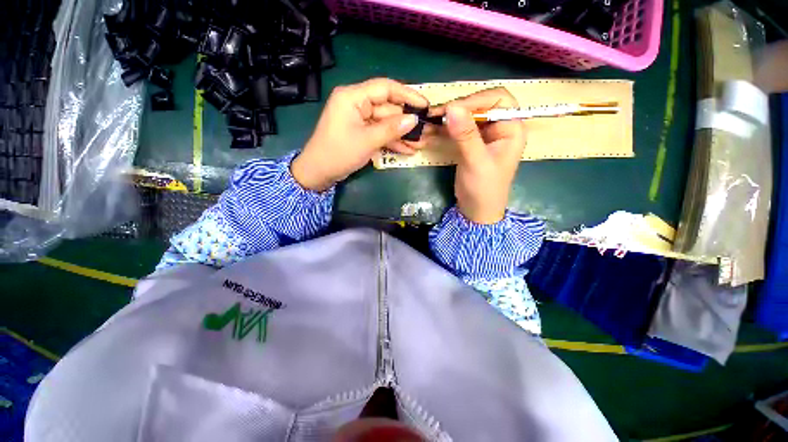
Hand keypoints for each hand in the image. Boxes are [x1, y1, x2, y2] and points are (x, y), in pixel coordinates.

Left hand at [291, 78, 428, 190]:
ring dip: (402, 134)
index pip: (384, 88)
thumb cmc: (339, 153)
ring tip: (420, 144)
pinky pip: (380, 133)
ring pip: (386, 123)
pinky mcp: (361, 132)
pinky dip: (392, 141)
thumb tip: (414, 119)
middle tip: (425, 131)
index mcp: (353, 97)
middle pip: (387, 108)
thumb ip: (391, 129)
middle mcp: (357, 104)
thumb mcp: (367, 141)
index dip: (407, 95)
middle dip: (406, 122)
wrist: (319, 173)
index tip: (424, 104)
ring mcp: (359, 120)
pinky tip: (408, 149)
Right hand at [443, 88, 525, 223]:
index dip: (476, 99)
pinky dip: (446, 128)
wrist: (476, 210)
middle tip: (436, 114)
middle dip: (459, 108)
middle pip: (481, 105)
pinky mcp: (472, 143)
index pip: (498, 99)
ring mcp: (485, 135)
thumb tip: (451, 107)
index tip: (452, 109)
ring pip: (468, 116)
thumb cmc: (484, 189)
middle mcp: (500, 127)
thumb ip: (466, 135)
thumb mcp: (476, 162)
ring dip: (449, 117)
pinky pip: (459, 128)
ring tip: (430, 120)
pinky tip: (433, 129)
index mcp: (512, 128)